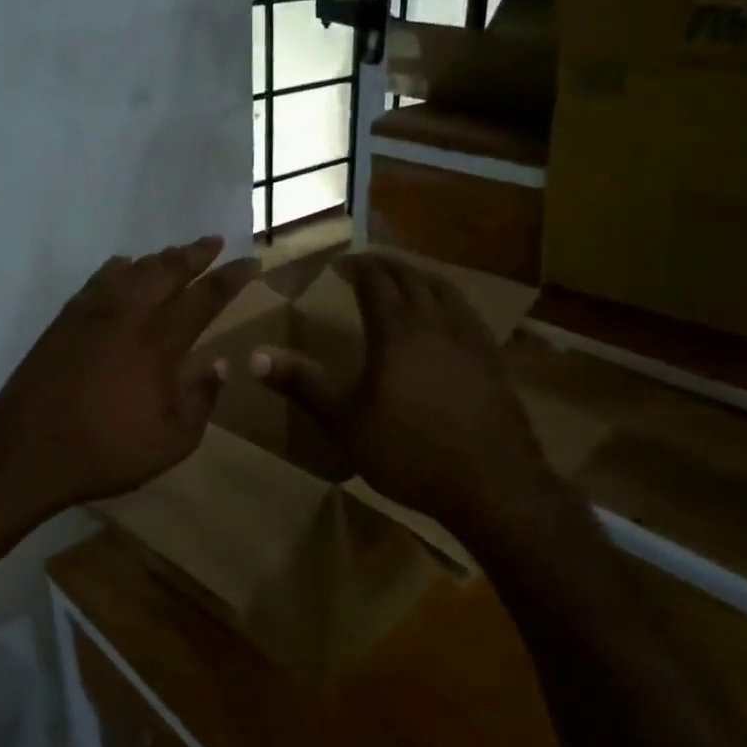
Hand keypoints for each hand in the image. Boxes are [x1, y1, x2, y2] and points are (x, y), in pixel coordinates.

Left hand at [0, 237, 259, 521]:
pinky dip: (118, 267)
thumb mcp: (172, 442)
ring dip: (160, 258)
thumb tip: (219, 364)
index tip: (249, 262)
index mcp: (158, 343)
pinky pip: (98, 279)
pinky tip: (124, 266)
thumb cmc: (107, 452)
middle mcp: (127, 316)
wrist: (27, 452)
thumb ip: (201, 400)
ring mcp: (91, 314)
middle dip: (195, 253)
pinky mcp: (64, 320)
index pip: (204, 298)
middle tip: (215, 241)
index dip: (230, 277)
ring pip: (132, 269)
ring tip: (176, 253)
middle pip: (167, 270)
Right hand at [250, 254, 552, 531]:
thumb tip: (253, 357)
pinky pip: (468, 313)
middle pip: (411, 279)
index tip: (341, 262)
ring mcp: (470, 340)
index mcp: (397, 332)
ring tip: (407, 278)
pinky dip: (449, 300)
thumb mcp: (344, 422)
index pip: (376, 282)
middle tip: (368, 264)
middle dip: (387, 266)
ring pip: (445, 290)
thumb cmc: (408, 452)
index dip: (357, 267)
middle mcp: (436, 324)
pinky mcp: (493, 360)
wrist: (491, 484)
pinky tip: (448, 318)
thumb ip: (303, 384)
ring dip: (421, 276)